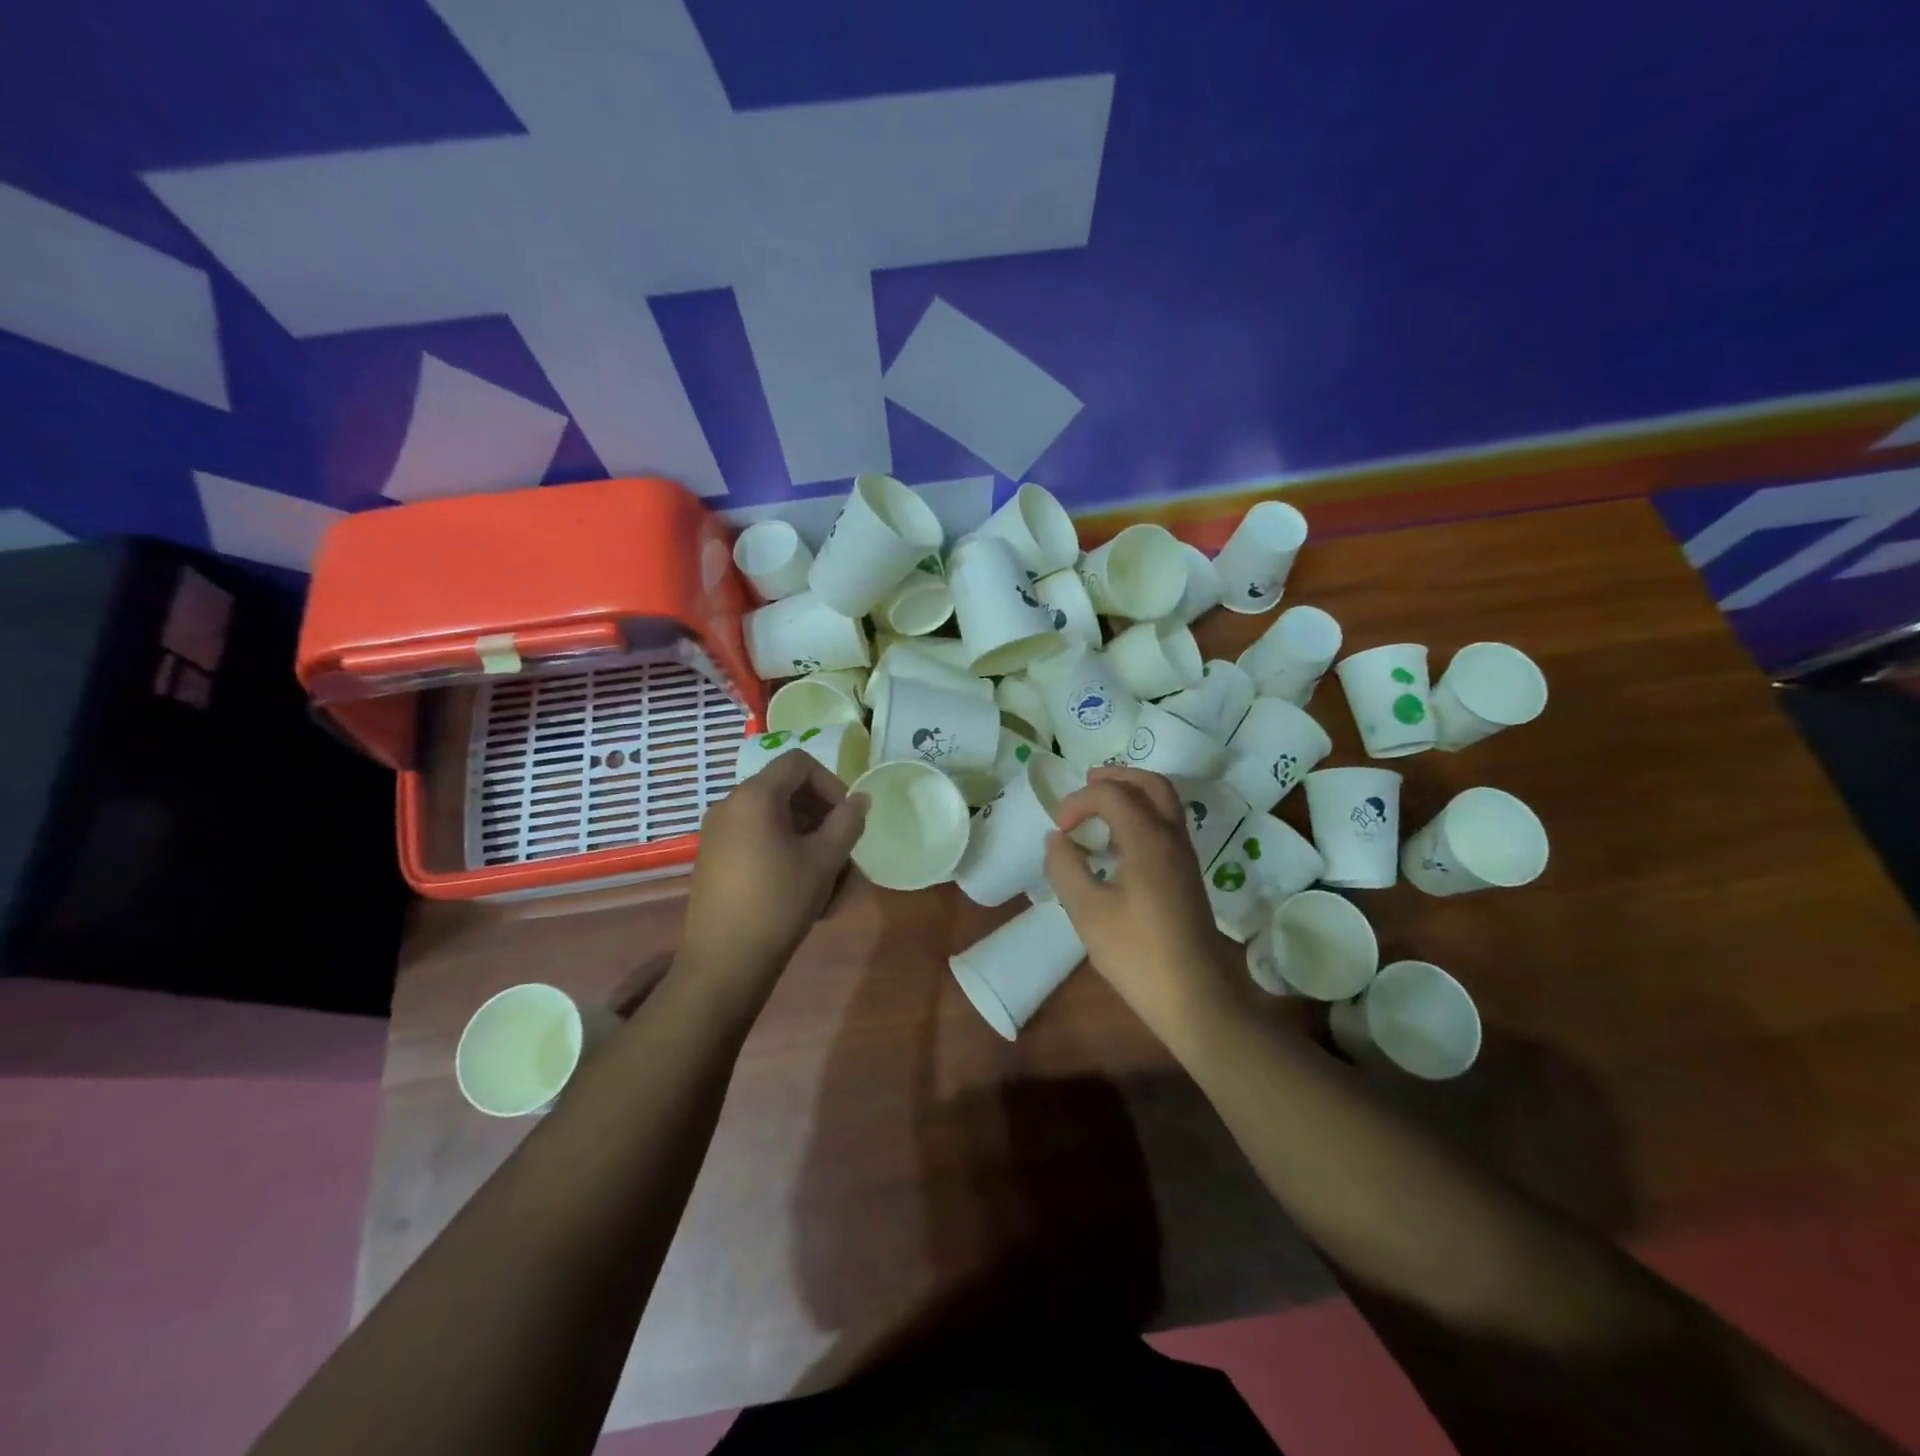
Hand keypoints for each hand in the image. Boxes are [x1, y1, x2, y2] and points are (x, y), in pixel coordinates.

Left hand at [683, 751, 866, 978]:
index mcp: (754, 796)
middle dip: (821, 813)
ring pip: (774, 818)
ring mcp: (717, 832)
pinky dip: (783, 849)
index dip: (831, 783)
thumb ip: (847, 822)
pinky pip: (756, 838)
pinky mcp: (714, 858)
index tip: (846, 817)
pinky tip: (800, 886)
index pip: (799, 763)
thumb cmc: (779, 902)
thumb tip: (860, 799)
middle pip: (786, 789)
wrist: (725, 960)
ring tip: (827, 874)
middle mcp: (729, 805)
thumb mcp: (823, 860)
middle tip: (841, 847)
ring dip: (806, 836)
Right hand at [1044, 767, 1246, 1038]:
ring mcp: (1184, 857)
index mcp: (1148, 839)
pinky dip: (1141, 816)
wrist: (1195, 998)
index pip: (1111, 794)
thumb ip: (1066, 867)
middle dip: (1116, 777)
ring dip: (1131, 794)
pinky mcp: (1187, 876)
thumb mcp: (1087, 912)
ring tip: (1099, 806)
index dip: (1078, 802)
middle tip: (1086, 783)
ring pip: (1164, 803)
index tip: (1059, 829)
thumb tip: (1057, 838)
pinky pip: (1166, 826)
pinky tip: (1118, 842)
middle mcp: (1172, 838)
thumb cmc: (1137, 954)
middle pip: (1151, 784)